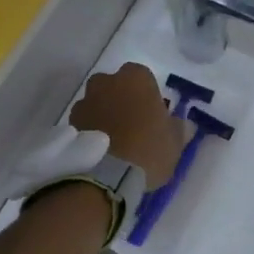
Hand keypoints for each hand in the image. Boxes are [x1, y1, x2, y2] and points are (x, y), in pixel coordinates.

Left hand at [71, 63, 182, 189]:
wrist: (107, 176)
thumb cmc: (149, 149)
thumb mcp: (175, 141)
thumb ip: (179, 128)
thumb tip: (183, 124)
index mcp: (136, 77)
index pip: (143, 77)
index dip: (147, 96)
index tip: (152, 114)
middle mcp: (107, 81)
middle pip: (116, 86)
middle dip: (122, 100)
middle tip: (133, 125)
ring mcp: (85, 100)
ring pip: (98, 102)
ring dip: (105, 114)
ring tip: (114, 141)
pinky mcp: (69, 122)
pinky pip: (85, 121)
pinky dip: (91, 129)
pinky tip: (100, 150)